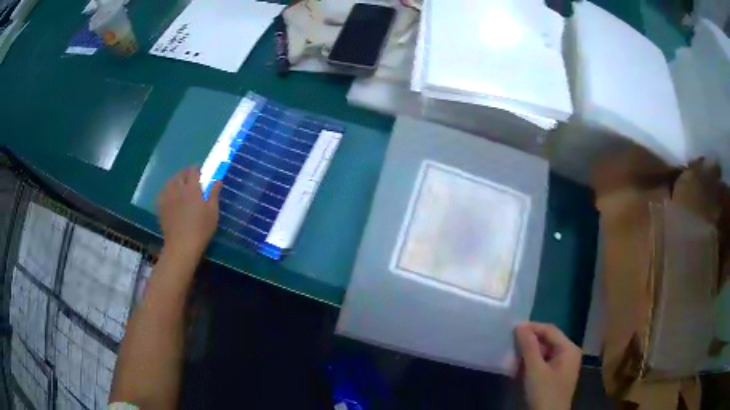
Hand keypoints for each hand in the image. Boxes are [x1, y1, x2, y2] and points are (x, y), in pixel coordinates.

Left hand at [157, 167, 221, 255]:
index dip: (197, 169)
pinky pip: (163, 192)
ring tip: (180, 186)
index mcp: (193, 189)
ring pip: (170, 182)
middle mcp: (179, 189)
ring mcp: (168, 197)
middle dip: (186, 174)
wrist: (182, 246)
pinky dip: (167, 190)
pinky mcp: (161, 207)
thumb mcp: (212, 212)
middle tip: (191, 179)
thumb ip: (214, 194)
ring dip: (176, 180)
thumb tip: (217, 180)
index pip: (193, 171)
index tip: (201, 173)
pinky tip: (170, 196)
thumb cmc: (201, 229)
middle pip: (180, 174)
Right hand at [515, 322, 581, 409]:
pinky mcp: (556, 376)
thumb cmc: (545, 392)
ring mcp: (563, 366)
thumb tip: (520, 325)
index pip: (550, 330)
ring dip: (529, 354)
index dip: (532, 327)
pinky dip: (532, 363)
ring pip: (544, 352)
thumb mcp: (535, 369)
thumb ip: (528, 346)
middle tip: (511, 343)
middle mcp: (569, 353)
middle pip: (548, 340)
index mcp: (569, 348)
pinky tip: (519, 368)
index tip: (512, 329)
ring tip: (512, 355)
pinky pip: (544, 363)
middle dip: (529, 342)